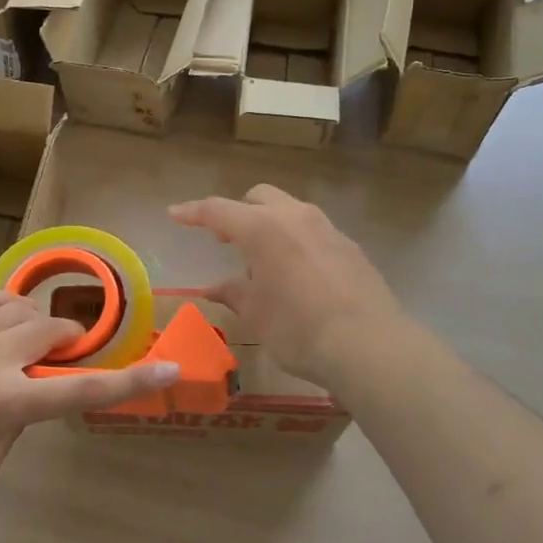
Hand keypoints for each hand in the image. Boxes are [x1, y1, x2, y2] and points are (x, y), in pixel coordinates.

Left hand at [0, 290, 179, 518]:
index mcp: (6, 404)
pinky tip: (2, 321)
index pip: (82, 390)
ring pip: (23, 306)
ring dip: (38, 323)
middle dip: (69, 343)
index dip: (131, 382)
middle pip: (54, 331)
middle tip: (59, 361)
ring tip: (26, 343)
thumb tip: (24, 395)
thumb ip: (15, 427)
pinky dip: (6, 306)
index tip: (167, 367)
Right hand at [170, 185, 404, 383]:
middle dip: (238, 213)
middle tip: (226, 240)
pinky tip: (298, 273)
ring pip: (290, 210)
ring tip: (263, 262)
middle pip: (259, 198)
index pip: (218, 210)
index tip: (175, 213)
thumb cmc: (299, 329)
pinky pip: (314, 231)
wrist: (368, 344)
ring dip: (270, 225)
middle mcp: (295, 217)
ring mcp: (327, 228)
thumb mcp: (257, 315)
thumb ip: (234, 293)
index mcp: (263, 229)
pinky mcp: (349, 245)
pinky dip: (296, 241)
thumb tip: (214, 288)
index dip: (193, 212)